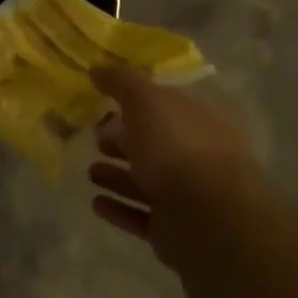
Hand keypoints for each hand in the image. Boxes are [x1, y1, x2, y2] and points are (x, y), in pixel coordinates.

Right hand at [87, 67, 262, 252]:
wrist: (207, 218)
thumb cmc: (178, 148)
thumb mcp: (147, 101)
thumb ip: (122, 82)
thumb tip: (97, 67)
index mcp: (198, 122)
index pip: (166, 106)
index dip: (135, 103)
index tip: (103, 103)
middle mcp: (197, 157)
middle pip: (155, 145)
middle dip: (124, 141)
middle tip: (95, 139)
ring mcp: (187, 196)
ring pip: (146, 182)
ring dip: (117, 176)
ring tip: (89, 172)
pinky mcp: (174, 229)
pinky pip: (140, 216)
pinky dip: (119, 208)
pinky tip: (95, 203)